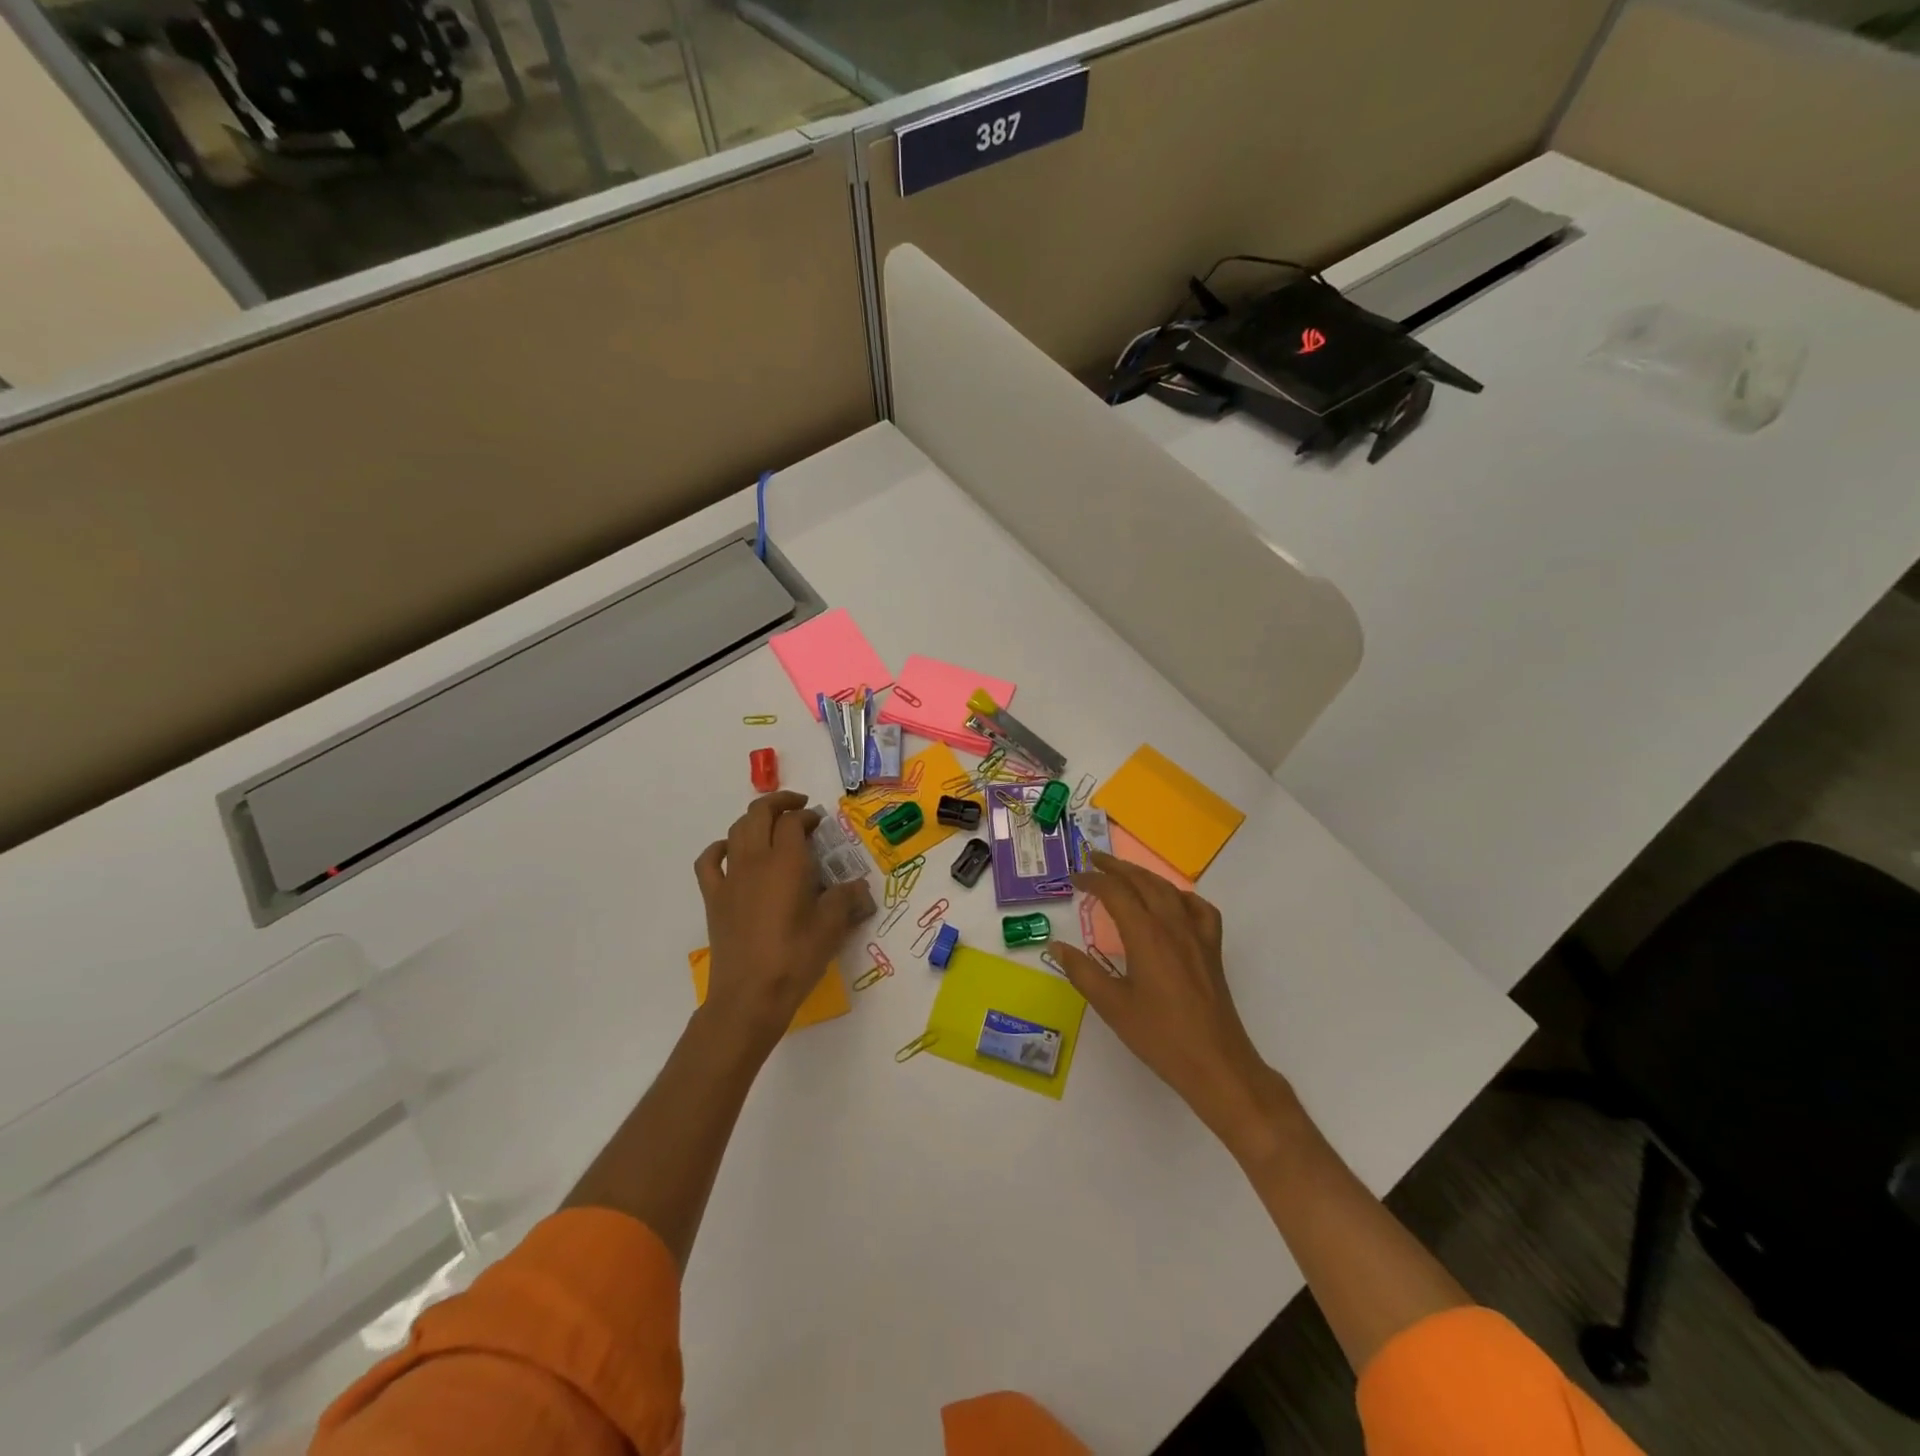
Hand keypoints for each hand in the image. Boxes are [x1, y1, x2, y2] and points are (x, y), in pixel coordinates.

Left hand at [694, 791, 873, 1053]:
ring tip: (772, 826)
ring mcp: (730, 878)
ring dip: (754, 820)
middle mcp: (755, 861)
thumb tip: (858, 887)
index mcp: (787, 863)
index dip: (807, 816)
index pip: (793, 822)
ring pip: (736, 831)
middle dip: (780, 803)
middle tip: (799, 809)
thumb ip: (846, 899)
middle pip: (760, 814)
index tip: (819, 823)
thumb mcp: (832, 927)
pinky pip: (709, 861)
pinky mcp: (714, 898)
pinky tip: (731, 851)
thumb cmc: (795, 958)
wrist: (750, 995)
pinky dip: (720, 847)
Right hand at [1050, 852, 1290, 1157]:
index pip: (1116, 892)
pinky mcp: (1212, 949)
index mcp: (1146, 935)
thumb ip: (1083, 972)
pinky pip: (1199, 909)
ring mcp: (1197, 935)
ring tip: (1125, 874)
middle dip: (1117, 867)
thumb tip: (1057, 946)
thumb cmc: (1160, 1036)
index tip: (1075, 878)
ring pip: (1170, 890)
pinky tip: (1172, 903)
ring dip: (1145, 876)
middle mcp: (1173, 926)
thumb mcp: (1112, 1006)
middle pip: (1144, 882)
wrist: (1216, 1063)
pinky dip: (1181, 897)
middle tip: (1094, 860)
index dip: (1094, 880)